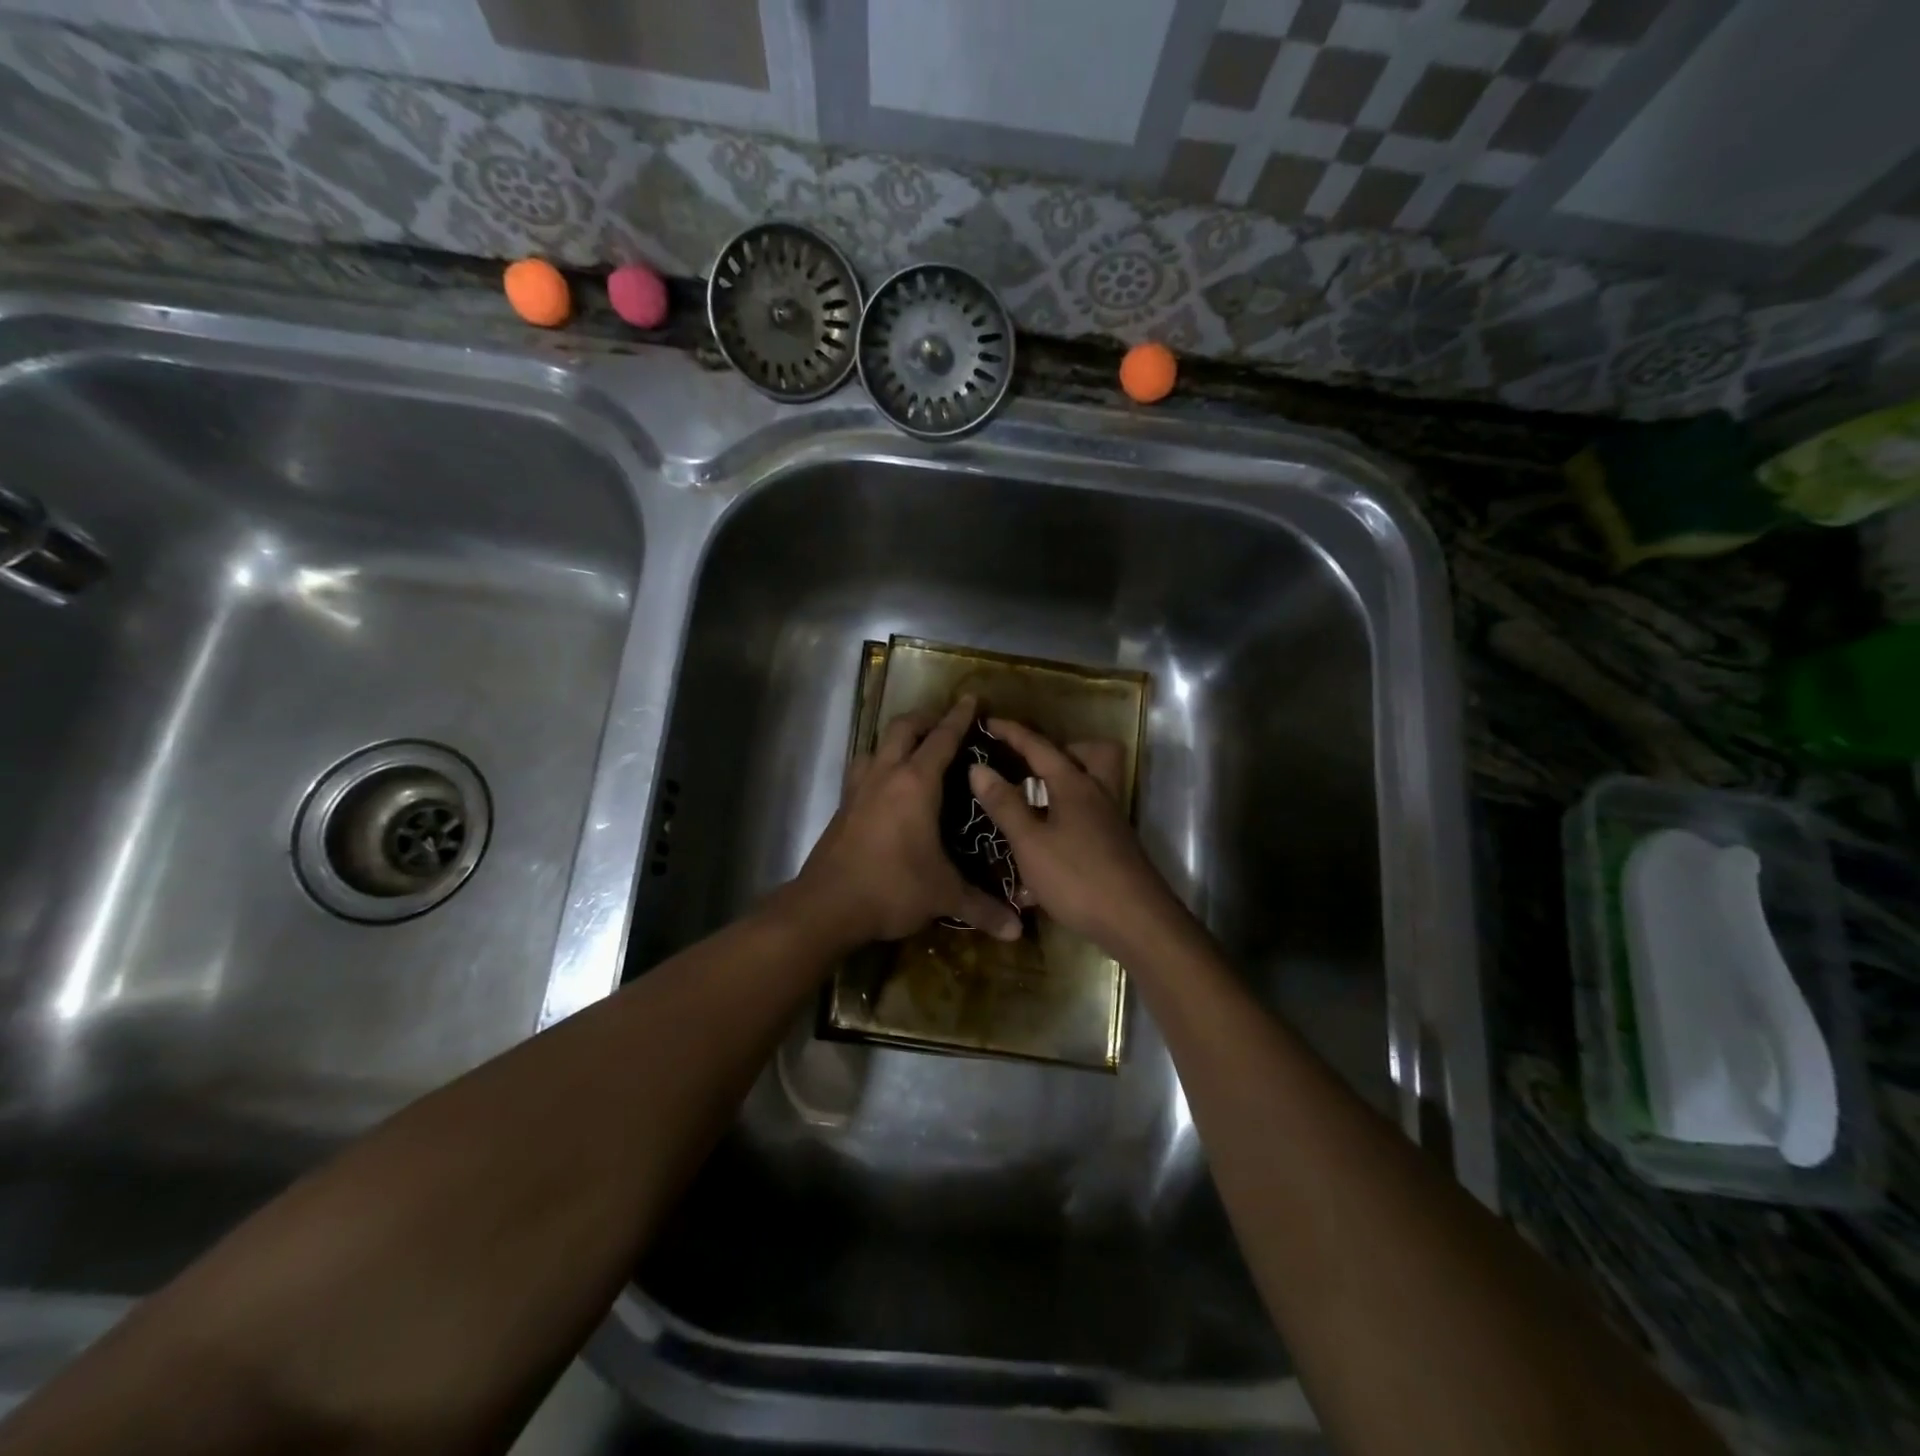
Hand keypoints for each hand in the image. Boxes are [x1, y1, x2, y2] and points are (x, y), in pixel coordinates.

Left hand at [793, 695, 1022, 945]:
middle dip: (926, 718)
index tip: (971, 699)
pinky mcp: (842, 806)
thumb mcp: (943, 896)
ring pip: (877, 744)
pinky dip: (878, 764)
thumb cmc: (892, 888)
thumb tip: (1017, 930)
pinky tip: (886, 785)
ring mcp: (858, 788)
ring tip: (914, 750)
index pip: (942, 738)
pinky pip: (862, 769)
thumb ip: (982, 907)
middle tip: (945, 723)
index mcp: (916, 784)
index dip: (959, 717)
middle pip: (904, 727)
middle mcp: (885, 775)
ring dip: (897, 739)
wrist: (827, 906)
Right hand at [966, 718, 1187, 956]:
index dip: (1012, 733)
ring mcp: (1110, 821)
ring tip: (1031, 803)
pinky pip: (1089, 816)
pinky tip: (1045, 849)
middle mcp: (1098, 794)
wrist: (1136, 921)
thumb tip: (978, 767)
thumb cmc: (1078, 877)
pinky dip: (1067, 819)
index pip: (1039, 747)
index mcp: (1075, 785)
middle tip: (1031, 765)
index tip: (988, 721)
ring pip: (1091, 785)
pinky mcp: (1115, 845)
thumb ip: (1005, 804)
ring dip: (1062, 786)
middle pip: (1089, 754)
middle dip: (1060, 750)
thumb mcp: (1031, 842)